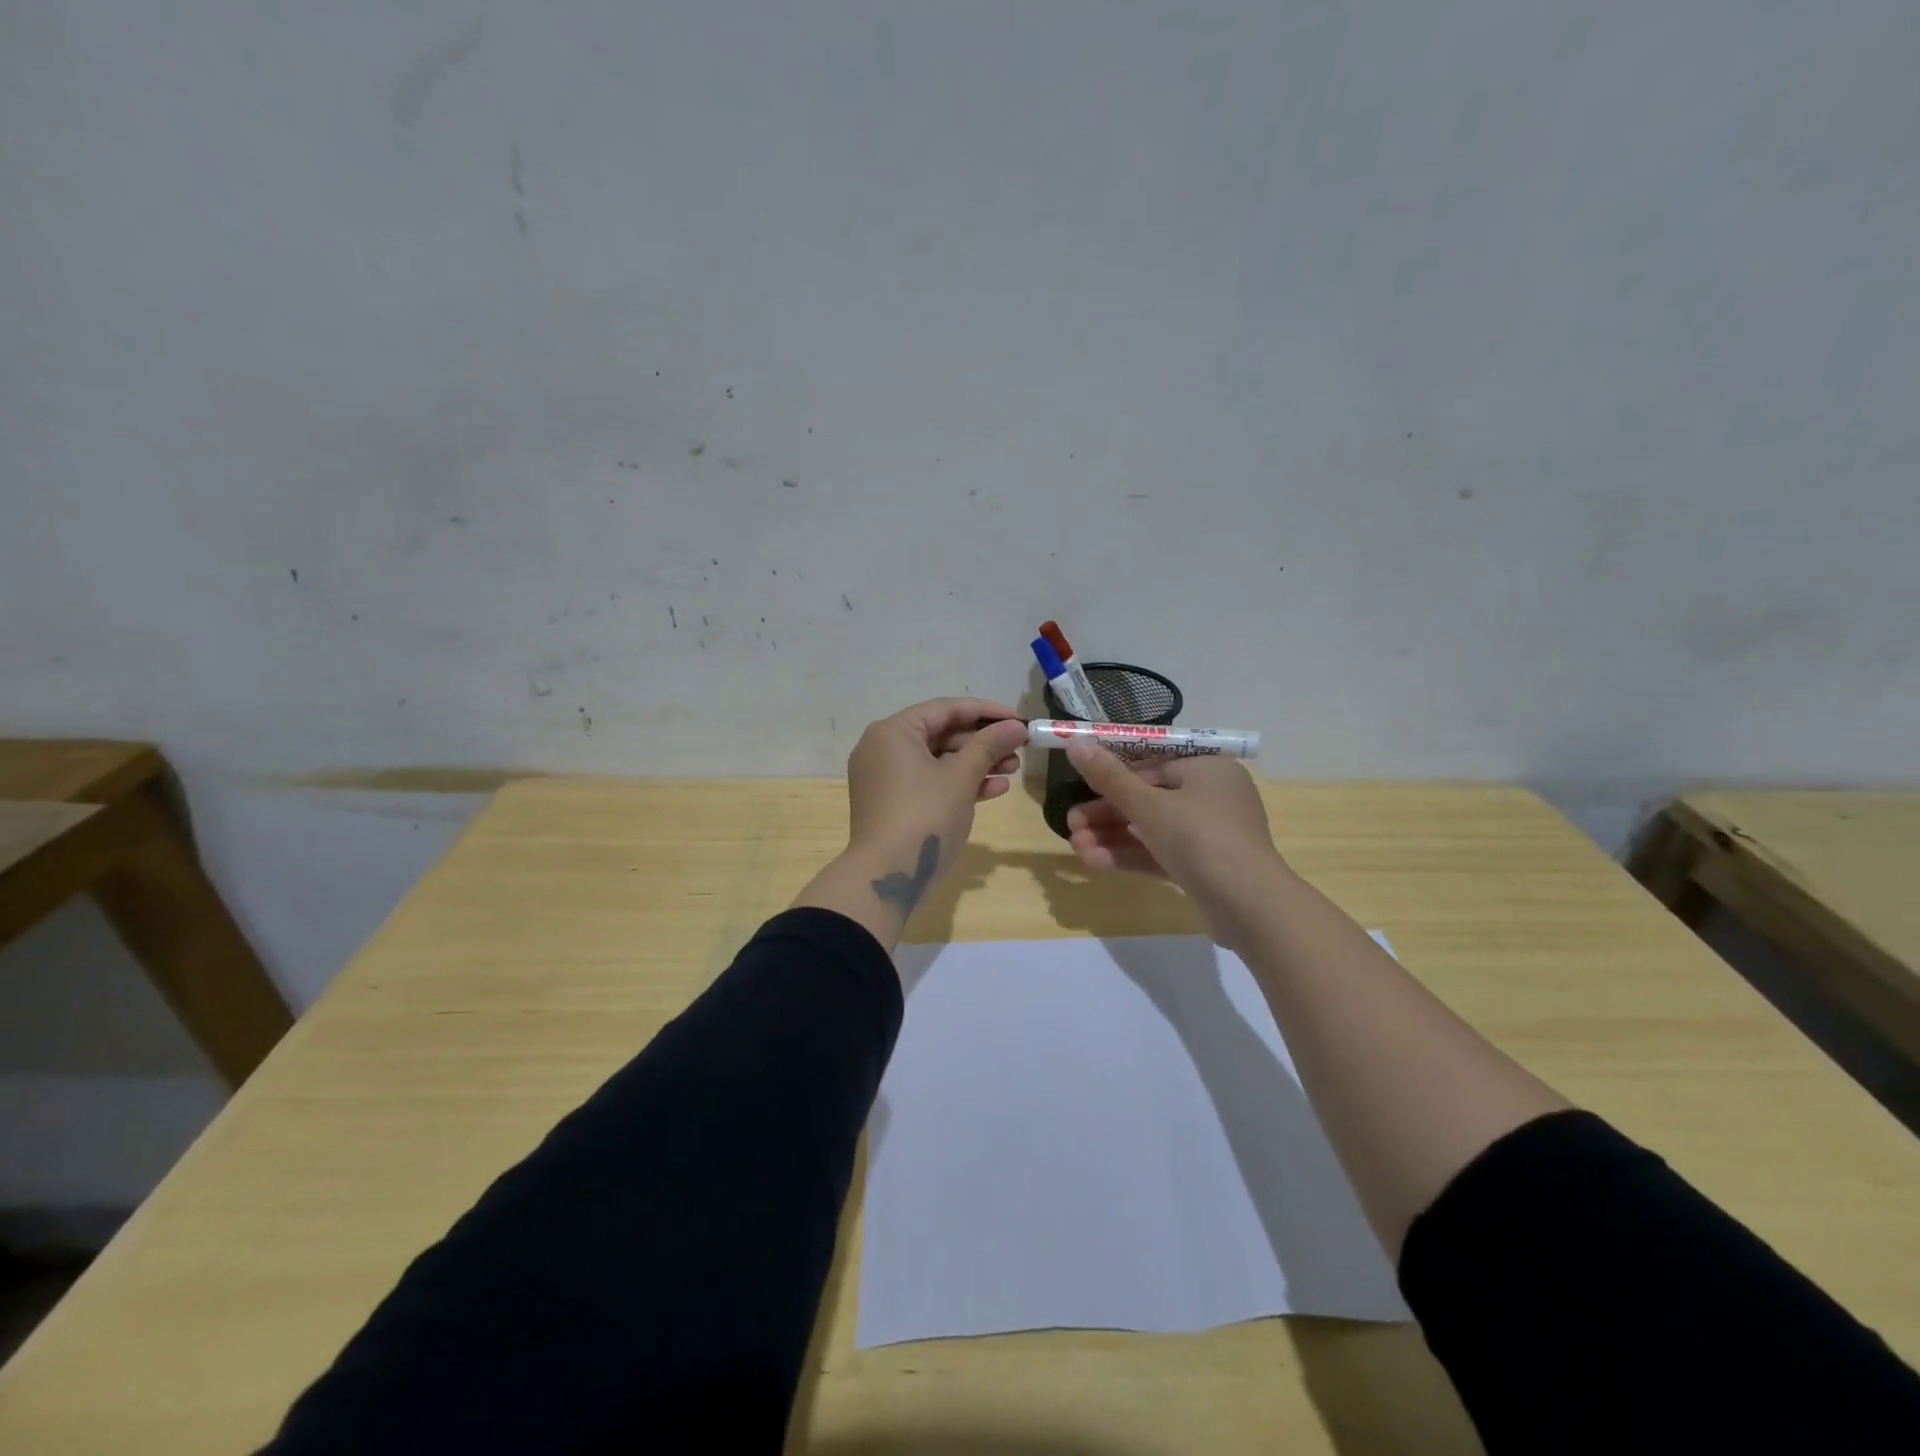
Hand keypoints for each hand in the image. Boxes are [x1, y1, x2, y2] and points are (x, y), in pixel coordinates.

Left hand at [846, 697, 1026, 870]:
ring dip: (976, 764)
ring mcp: (886, 778)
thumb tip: (1016, 727)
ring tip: (1013, 770)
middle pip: (941, 734)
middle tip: (1019, 749)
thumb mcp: (961, 777)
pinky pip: (929, 783)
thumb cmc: (924, 815)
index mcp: (893, 732)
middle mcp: (883, 749)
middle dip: (983, 742)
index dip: (986, 712)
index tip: (1019, 719)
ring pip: (938, 761)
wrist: (887, 876)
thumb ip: (989, 746)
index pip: (945, 709)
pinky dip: (958, 784)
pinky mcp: (893, 804)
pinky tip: (994, 789)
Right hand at [1064, 742, 1289, 946]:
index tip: (1080, 787)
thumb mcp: (1148, 805)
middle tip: (1070, 825)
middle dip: (1106, 814)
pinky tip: (1095, 862)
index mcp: (1208, 770)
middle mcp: (1212, 797)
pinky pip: (1161, 854)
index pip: (1152, 765)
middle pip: (1148, 799)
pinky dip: (1130, 855)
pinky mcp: (1204, 869)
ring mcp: (1210, 836)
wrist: (1250, 907)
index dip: (1113, 776)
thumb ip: (1109, 777)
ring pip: (1151, 830)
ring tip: (1075, 846)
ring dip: (1112, 837)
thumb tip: (1075, 741)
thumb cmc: (1200, 838)